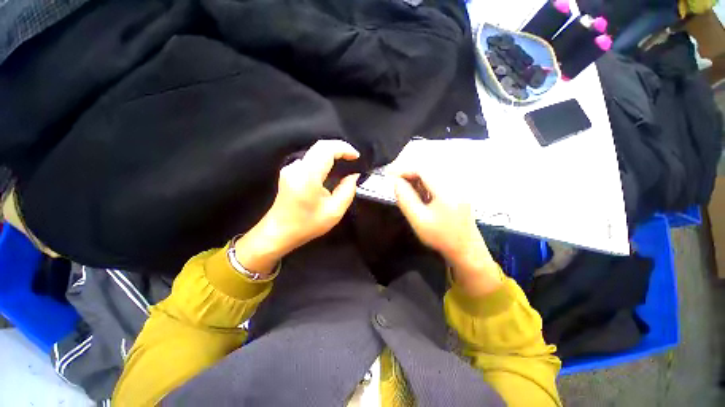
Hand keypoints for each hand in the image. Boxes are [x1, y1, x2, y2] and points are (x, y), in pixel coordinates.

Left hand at [234, 140, 359, 273]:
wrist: (279, 233)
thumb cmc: (307, 225)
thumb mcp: (334, 212)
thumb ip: (347, 191)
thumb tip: (353, 176)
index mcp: (308, 176)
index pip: (326, 149)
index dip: (344, 148)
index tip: (357, 156)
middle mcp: (297, 167)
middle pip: (320, 146)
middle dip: (339, 149)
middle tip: (353, 159)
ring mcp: (291, 168)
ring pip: (315, 152)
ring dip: (331, 155)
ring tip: (345, 164)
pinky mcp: (289, 172)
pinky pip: (310, 160)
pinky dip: (323, 161)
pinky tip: (330, 172)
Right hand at [392, 169, 502, 295]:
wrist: (466, 249)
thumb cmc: (441, 237)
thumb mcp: (418, 220)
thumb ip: (405, 199)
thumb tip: (396, 182)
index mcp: (446, 189)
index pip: (422, 168)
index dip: (404, 169)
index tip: (389, 175)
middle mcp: (454, 182)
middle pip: (427, 167)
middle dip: (409, 172)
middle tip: (396, 183)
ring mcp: (458, 185)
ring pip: (432, 172)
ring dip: (416, 177)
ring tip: (406, 189)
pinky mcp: (457, 190)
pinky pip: (437, 178)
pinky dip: (424, 182)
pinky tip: (419, 193)